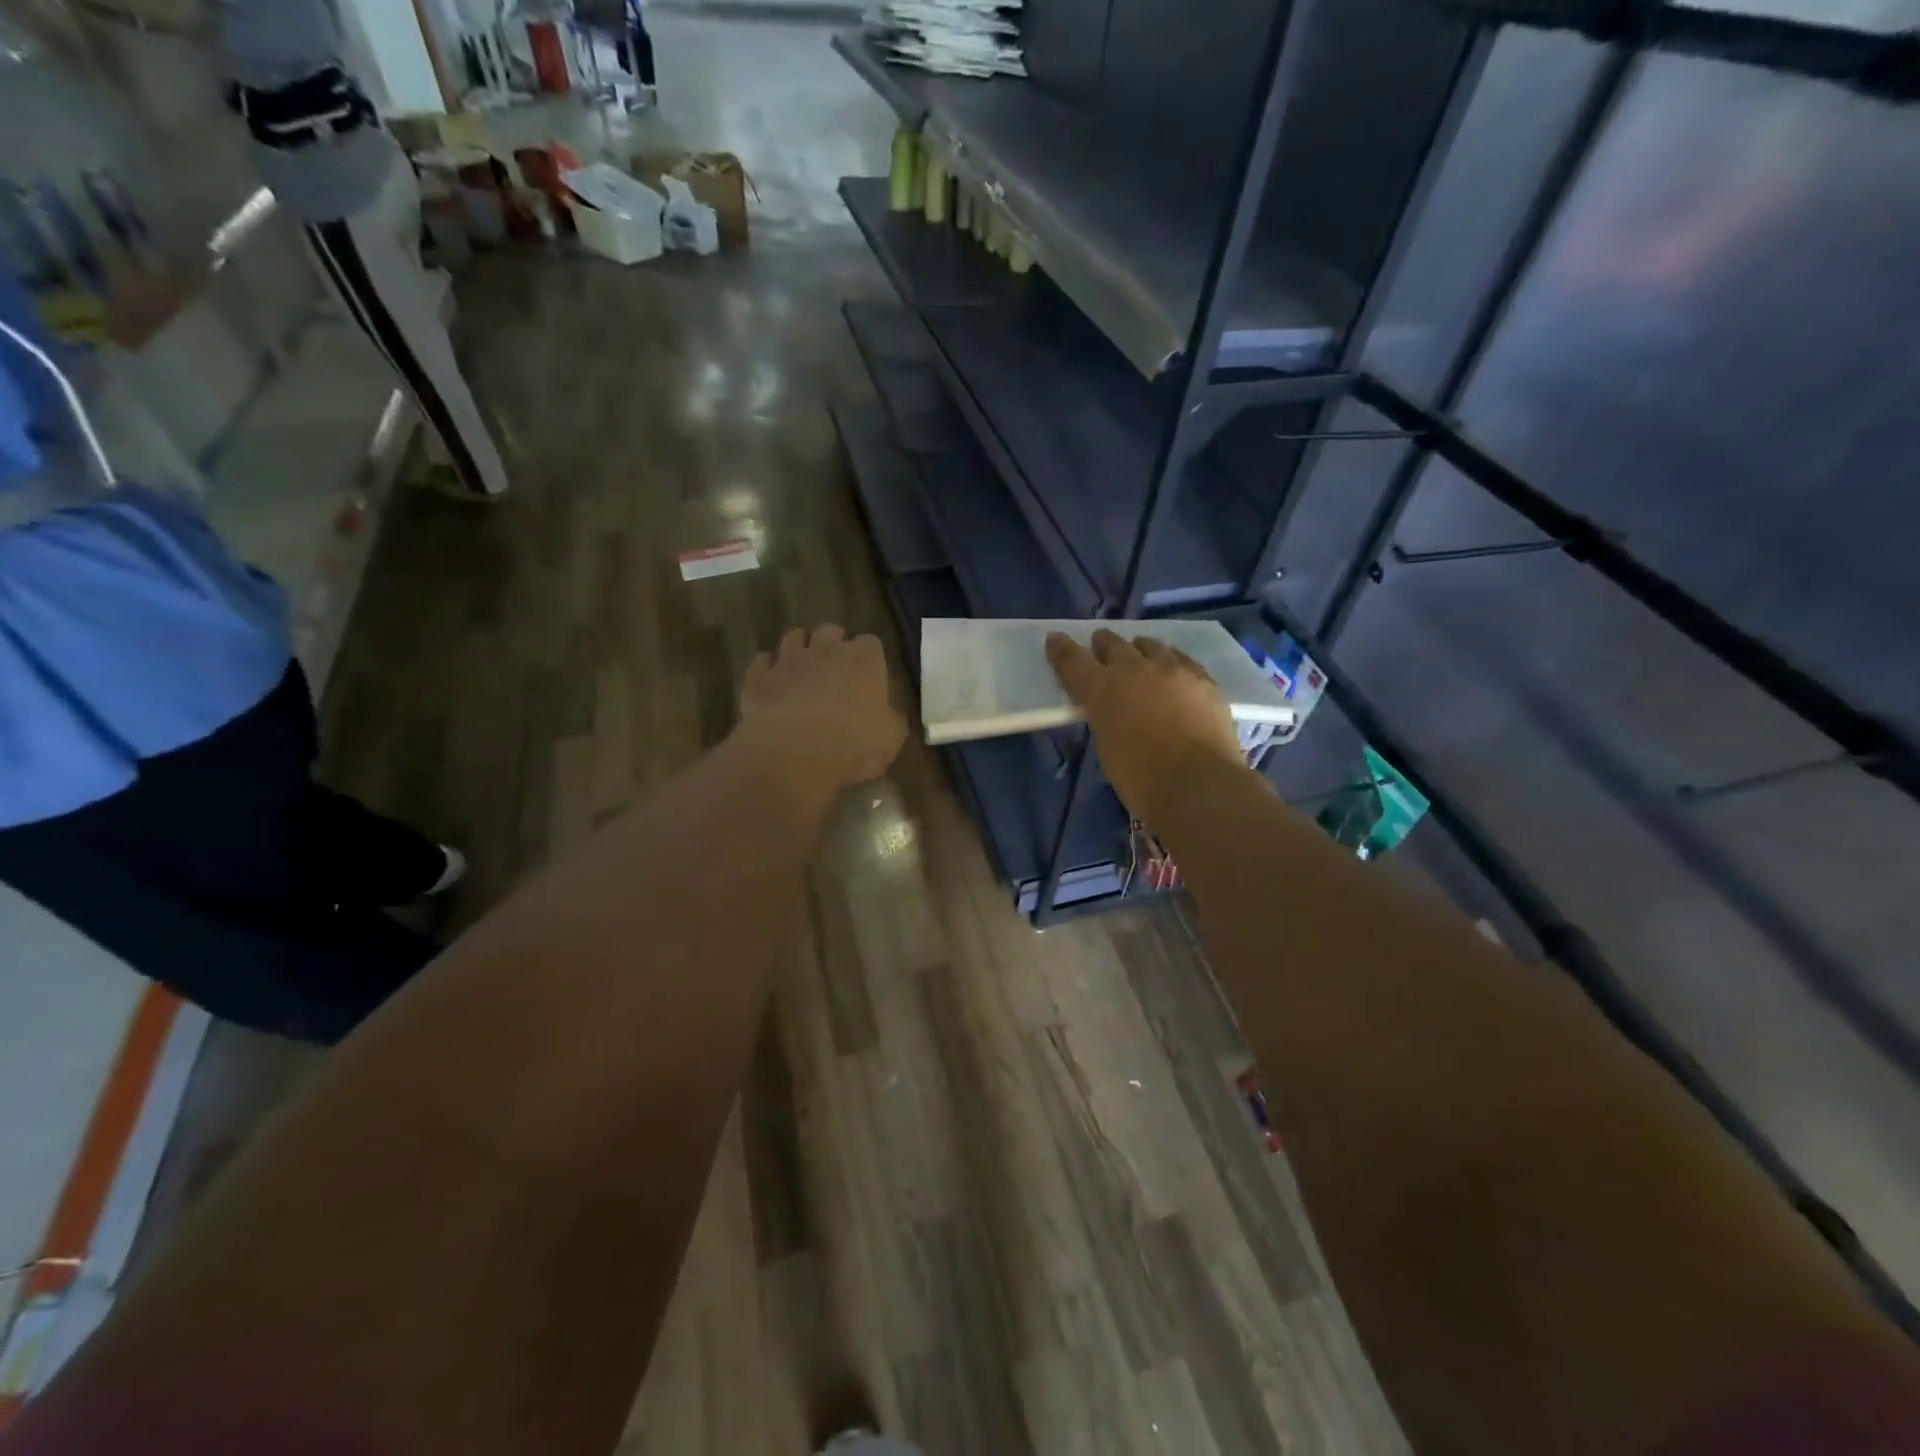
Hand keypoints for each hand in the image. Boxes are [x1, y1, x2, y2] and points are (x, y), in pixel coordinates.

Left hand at [735, 625, 905, 809]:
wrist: (794, 754)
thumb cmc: (853, 746)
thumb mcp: (890, 740)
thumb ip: (892, 720)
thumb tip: (890, 714)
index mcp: (865, 661)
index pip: (871, 643)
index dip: (869, 658)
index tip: (868, 675)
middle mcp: (827, 650)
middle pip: (831, 630)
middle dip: (833, 644)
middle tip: (834, 668)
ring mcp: (789, 659)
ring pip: (794, 637)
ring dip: (800, 649)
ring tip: (801, 668)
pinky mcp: (759, 675)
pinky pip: (763, 661)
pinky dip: (768, 668)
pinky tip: (772, 683)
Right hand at [1047, 629, 1248, 825]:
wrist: (1199, 785)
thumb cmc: (1142, 778)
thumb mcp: (1107, 747)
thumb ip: (1105, 718)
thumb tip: (1112, 709)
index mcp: (1103, 689)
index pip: (1074, 660)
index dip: (1061, 649)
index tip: (1055, 640)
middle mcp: (1136, 669)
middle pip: (1113, 644)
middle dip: (1103, 645)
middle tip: (1100, 647)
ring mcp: (1174, 671)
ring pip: (1151, 646)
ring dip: (1139, 649)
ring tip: (1139, 654)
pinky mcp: (1204, 680)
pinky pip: (1182, 659)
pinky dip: (1171, 661)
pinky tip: (1174, 670)